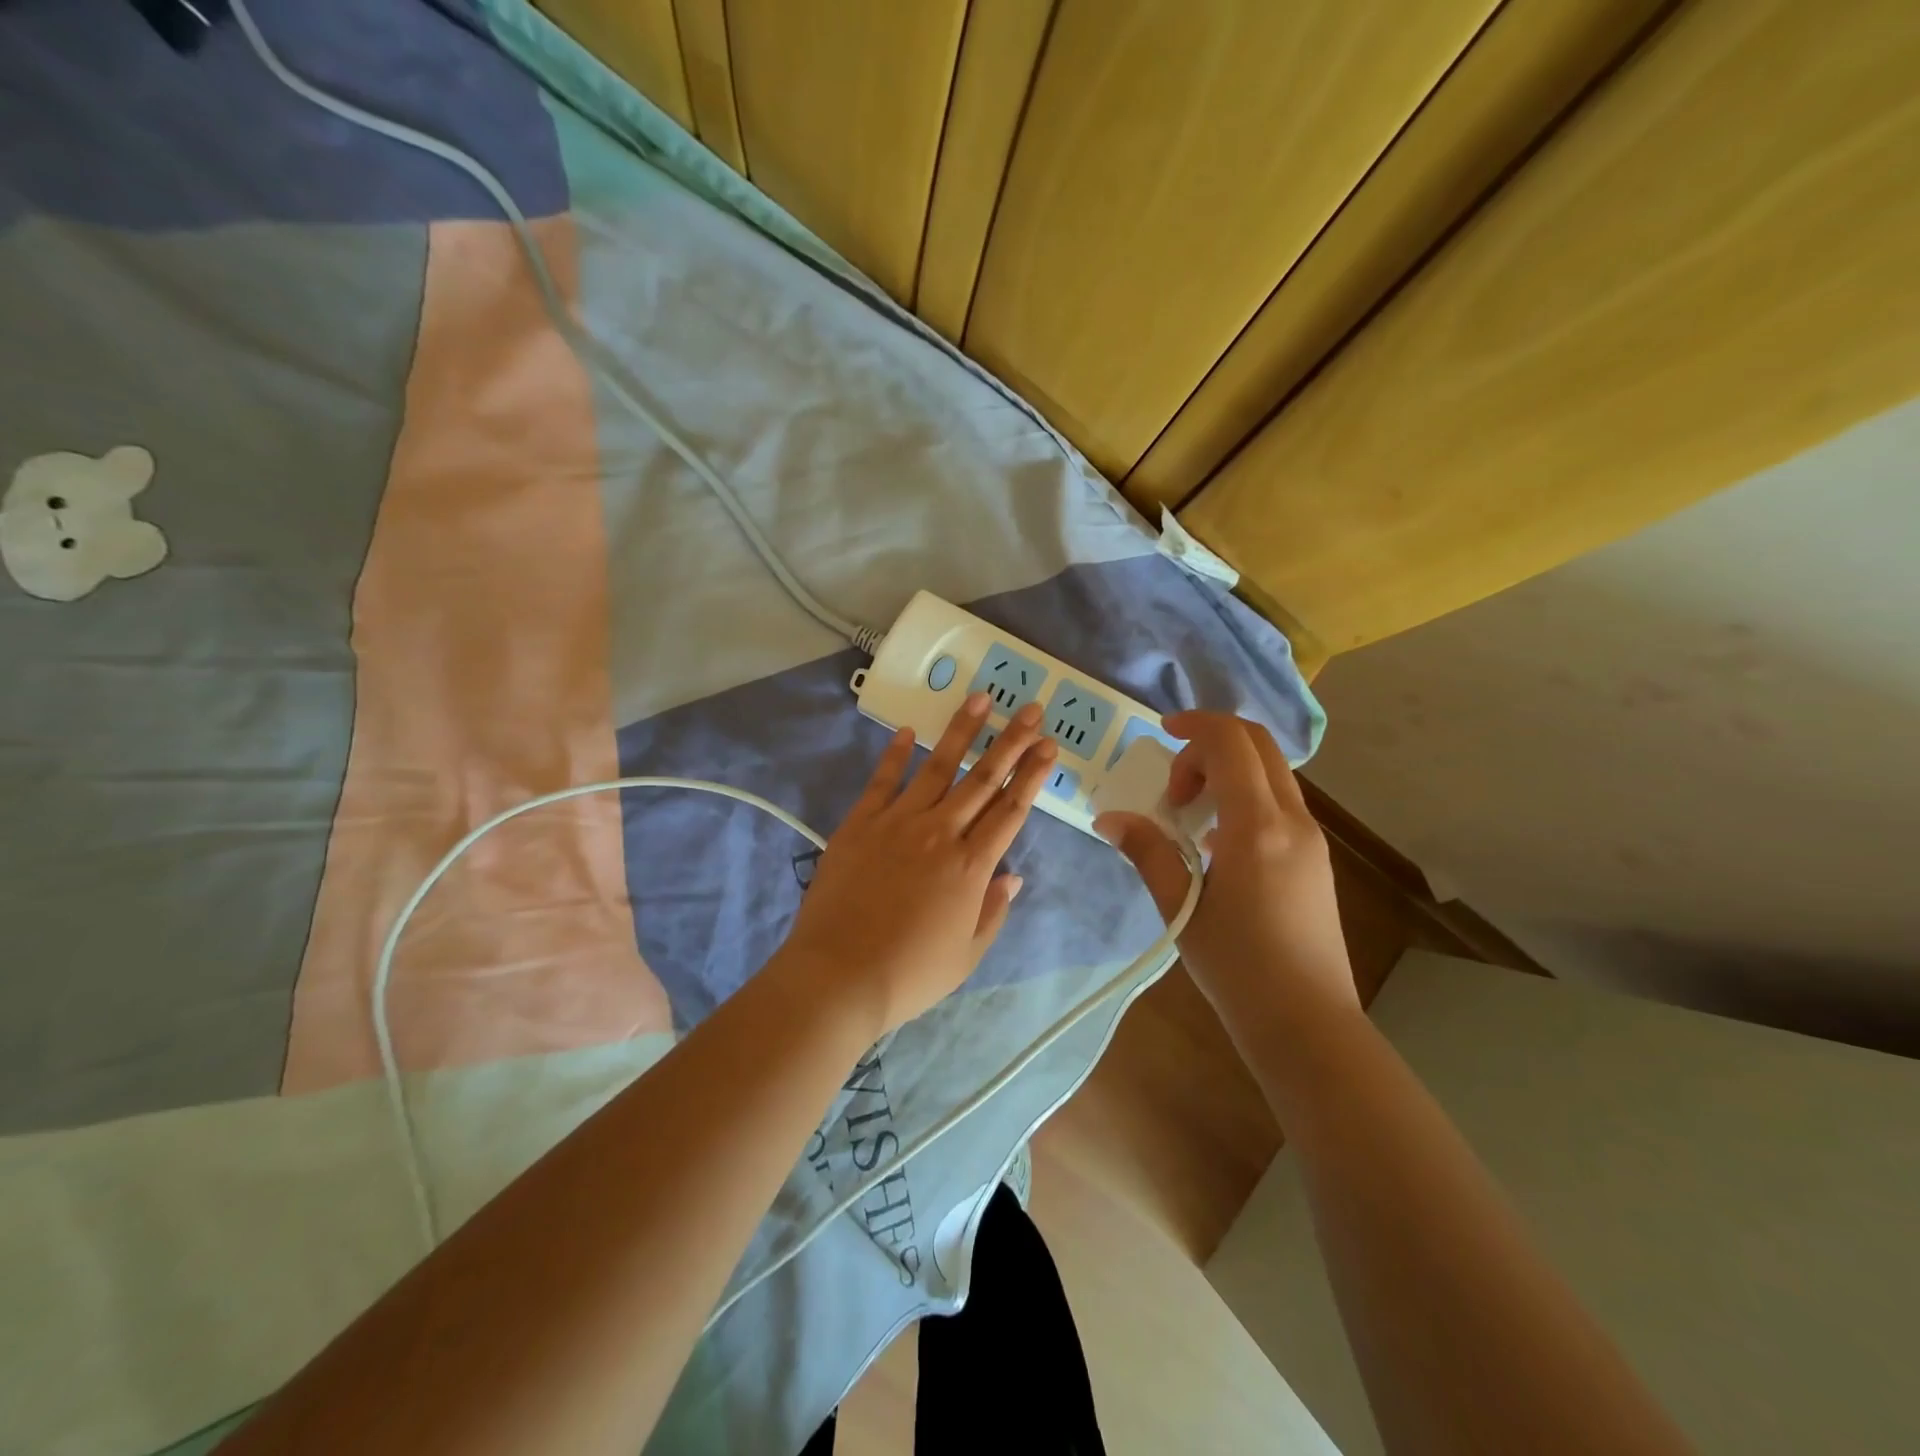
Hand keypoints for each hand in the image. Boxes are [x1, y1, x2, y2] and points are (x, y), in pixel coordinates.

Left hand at [775, 693, 1056, 1040]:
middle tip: (1031, 709)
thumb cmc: (910, 973)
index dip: (1032, 775)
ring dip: (962, 732)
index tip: (1049, 746)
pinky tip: (909, 731)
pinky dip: (895, 754)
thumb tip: (1013, 875)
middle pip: (983, 779)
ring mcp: (898, 823)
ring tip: (981, 699)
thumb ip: (993, 911)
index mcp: (971, 867)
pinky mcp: (860, 824)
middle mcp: (940, 833)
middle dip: (1011, 742)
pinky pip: (882, 781)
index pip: (1011, 810)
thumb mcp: (967, 954)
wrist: (839, 976)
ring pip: (938, 768)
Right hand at [1094, 711, 1357, 1028]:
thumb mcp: (1181, 907)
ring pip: (1271, 772)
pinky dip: (1244, 796)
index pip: (1231, 743)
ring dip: (1228, 771)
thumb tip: (1109, 818)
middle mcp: (1293, 820)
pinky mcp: (1315, 857)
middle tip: (1174, 785)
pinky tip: (1216, 844)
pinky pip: (1278, 801)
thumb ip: (1147, 852)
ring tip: (1190, 816)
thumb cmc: (1238, 967)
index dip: (1195, 724)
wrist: (1307, 1022)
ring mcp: (1311, 838)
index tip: (1161, 732)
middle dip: (1210, 744)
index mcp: (1258, 827)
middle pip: (1258, 745)